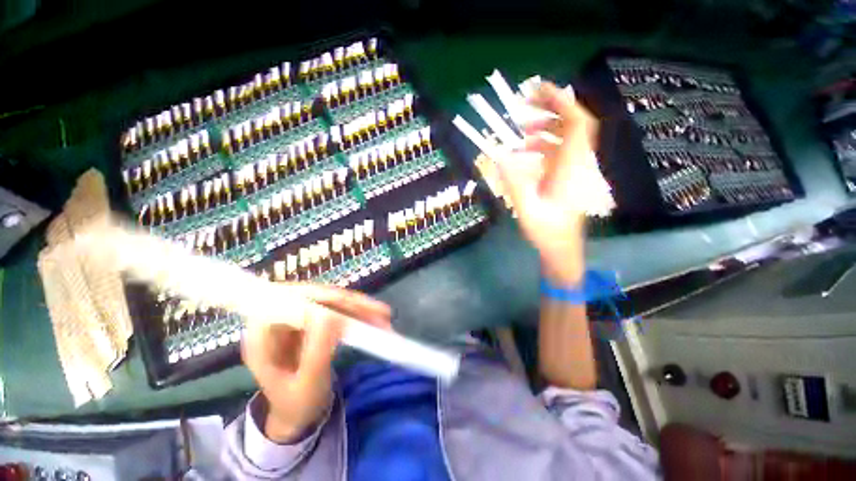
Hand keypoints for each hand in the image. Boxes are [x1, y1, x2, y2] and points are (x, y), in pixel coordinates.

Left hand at [241, 284, 391, 442]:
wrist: (297, 415)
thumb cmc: (296, 405)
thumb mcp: (306, 384)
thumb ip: (316, 351)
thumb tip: (329, 314)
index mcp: (263, 333)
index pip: (291, 302)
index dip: (321, 300)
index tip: (350, 308)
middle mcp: (279, 318)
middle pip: (316, 297)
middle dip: (350, 303)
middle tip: (379, 312)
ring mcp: (297, 318)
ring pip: (331, 301)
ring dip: (358, 307)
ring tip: (384, 316)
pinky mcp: (313, 320)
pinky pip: (338, 309)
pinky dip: (358, 314)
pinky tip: (375, 318)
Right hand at [495, 82, 597, 284]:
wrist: (562, 248)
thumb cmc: (547, 232)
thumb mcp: (526, 208)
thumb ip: (513, 181)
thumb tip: (498, 154)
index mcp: (571, 168)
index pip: (576, 123)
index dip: (560, 101)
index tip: (537, 90)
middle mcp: (578, 163)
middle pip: (574, 123)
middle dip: (550, 108)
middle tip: (522, 106)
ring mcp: (575, 169)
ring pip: (566, 136)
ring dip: (545, 126)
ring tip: (520, 128)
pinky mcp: (568, 175)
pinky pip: (560, 149)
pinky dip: (544, 142)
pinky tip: (526, 148)